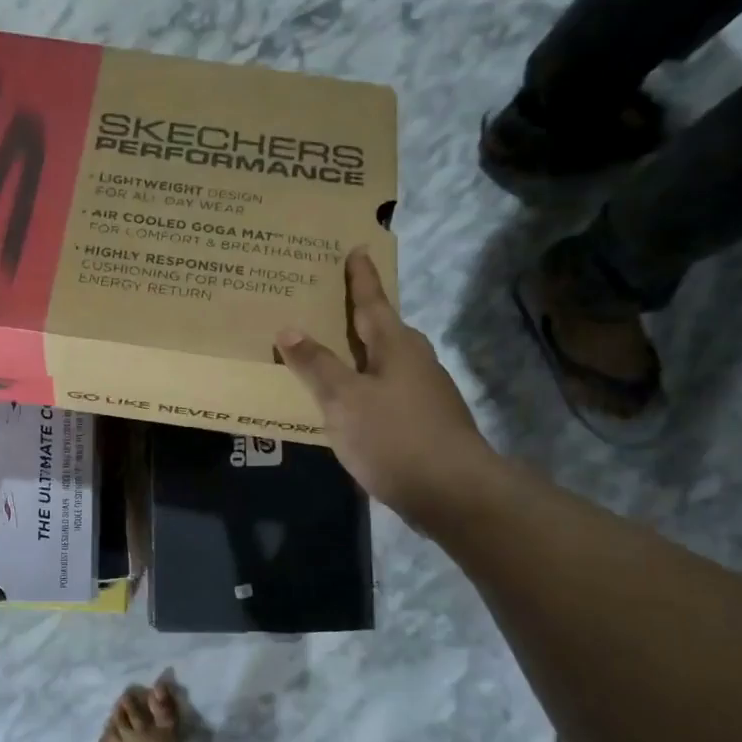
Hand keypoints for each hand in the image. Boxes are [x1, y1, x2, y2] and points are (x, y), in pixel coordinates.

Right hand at [275, 249, 491, 528]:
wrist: (453, 492)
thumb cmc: (394, 437)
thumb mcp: (343, 400)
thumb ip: (316, 365)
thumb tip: (288, 328)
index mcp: (396, 345)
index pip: (372, 301)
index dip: (360, 277)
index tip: (357, 249)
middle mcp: (416, 360)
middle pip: (383, 329)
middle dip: (360, 315)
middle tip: (332, 303)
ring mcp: (426, 392)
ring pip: (387, 361)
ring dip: (362, 353)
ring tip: (335, 352)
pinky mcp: (427, 421)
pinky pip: (390, 390)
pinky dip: (368, 385)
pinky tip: (354, 402)